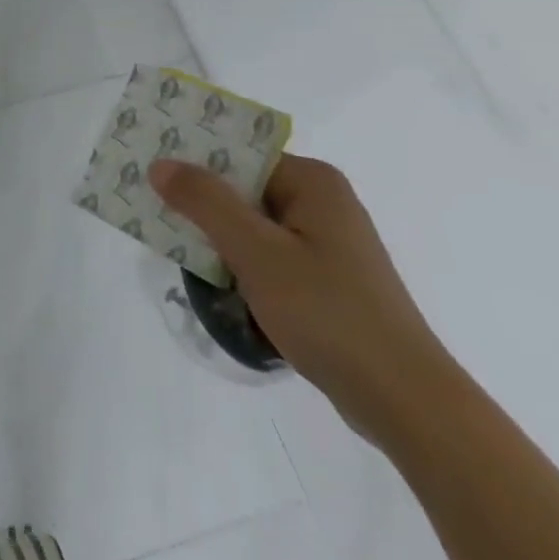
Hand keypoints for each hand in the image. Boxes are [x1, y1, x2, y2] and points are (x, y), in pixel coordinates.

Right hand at [151, 153, 456, 445]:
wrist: (408, 405)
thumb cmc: (330, 314)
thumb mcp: (257, 252)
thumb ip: (205, 202)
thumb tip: (161, 164)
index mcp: (312, 182)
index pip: (239, 154)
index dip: (193, 159)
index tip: (150, 169)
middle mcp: (322, 203)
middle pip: (243, 187)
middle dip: (199, 200)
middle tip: (150, 207)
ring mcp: (327, 244)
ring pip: (252, 224)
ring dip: (217, 236)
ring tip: (173, 246)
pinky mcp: (327, 281)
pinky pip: (268, 254)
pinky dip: (239, 262)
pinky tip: (215, 282)